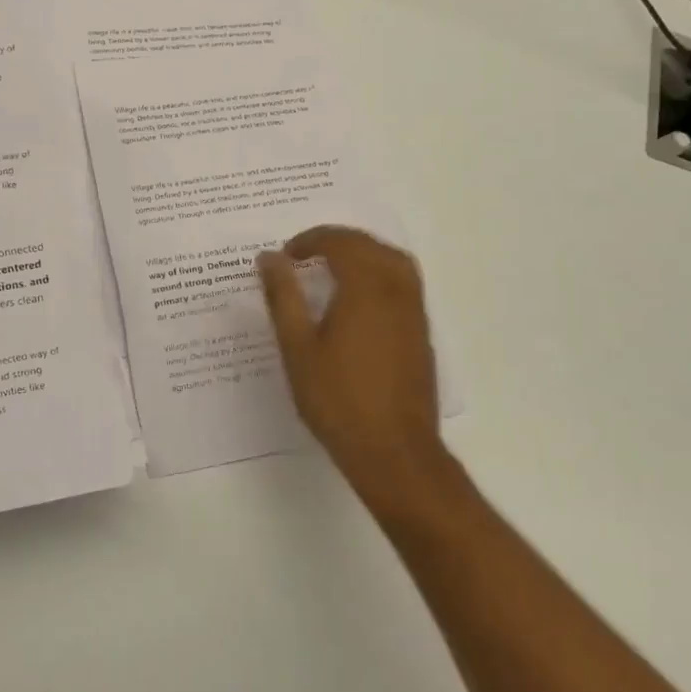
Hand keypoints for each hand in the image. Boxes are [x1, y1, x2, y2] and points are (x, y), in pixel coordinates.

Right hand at [258, 226, 445, 507]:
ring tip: (332, 267)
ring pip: (393, 260)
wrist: (393, 451)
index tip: (286, 255)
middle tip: (305, 254)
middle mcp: (396, 290)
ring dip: (363, 253)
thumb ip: (283, 297)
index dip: (311, 240)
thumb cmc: (338, 399)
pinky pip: (403, 282)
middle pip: (370, 245)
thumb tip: (270, 257)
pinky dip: (379, 272)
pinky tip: (358, 298)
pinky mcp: (421, 332)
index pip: (340, 242)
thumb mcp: (298, 347)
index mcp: (365, 288)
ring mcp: (414, 311)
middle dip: (337, 240)